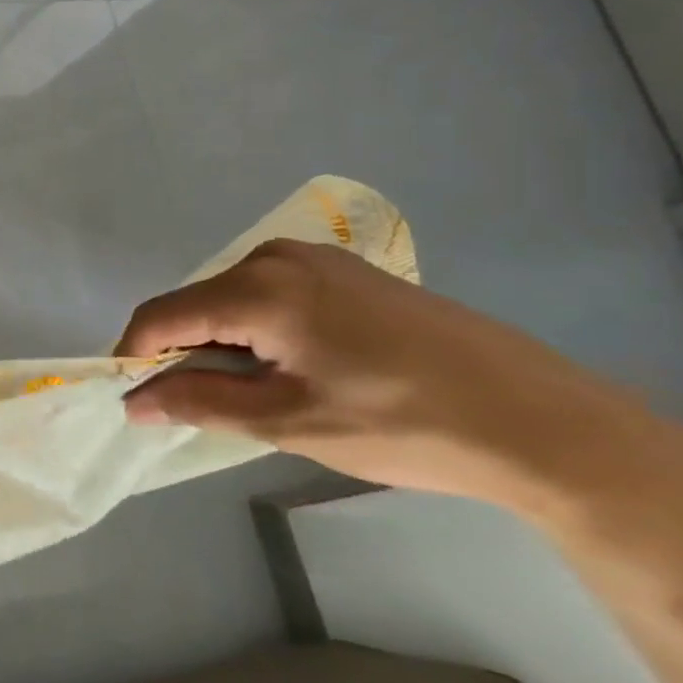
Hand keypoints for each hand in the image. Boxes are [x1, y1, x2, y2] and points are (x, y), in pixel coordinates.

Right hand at [115, 239, 645, 510]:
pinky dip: (259, 329)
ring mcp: (316, 259)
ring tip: (257, 392)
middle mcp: (276, 257)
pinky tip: (296, 367)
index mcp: (258, 288)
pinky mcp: (347, 271)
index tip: (133, 397)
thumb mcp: (288, 422)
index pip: (161, 316)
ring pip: (231, 299)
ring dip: (223, 342)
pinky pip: (270, 293)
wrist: (549, 424)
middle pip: (195, 304)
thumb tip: (133, 400)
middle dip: (184, 352)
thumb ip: (198, 402)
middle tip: (204, 405)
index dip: (135, 356)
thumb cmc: (406, 425)